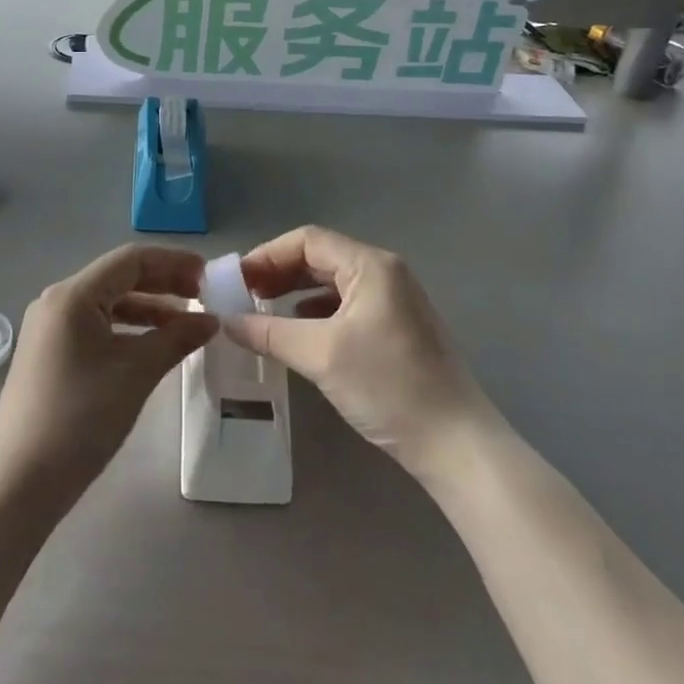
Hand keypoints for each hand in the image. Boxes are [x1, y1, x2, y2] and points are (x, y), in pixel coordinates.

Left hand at [0, 245, 217, 500]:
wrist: (20, 482)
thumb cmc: (81, 418)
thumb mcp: (137, 373)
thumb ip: (177, 338)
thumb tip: (211, 320)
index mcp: (73, 294)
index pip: (131, 260)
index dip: (173, 262)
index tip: (209, 275)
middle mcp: (57, 301)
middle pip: (118, 277)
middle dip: (163, 283)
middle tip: (203, 296)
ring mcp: (49, 327)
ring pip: (107, 303)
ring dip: (147, 308)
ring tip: (186, 322)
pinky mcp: (49, 352)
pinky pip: (95, 325)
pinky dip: (127, 328)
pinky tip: (153, 344)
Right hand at [222, 226, 489, 475]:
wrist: (456, 443)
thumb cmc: (388, 387)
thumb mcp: (321, 356)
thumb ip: (270, 333)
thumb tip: (227, 321)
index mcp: (371, 265)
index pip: (308, 240)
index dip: (268, 255)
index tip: (236, 280)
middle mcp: (385, 272)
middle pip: (321, 257)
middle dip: (279, 272)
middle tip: (244, 295)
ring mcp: (394, 300)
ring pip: (333, 282)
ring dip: (295, 291)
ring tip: (263, 311)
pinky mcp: (397, 327)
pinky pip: (347, 304)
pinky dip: (316, 311)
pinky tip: (299, 330)